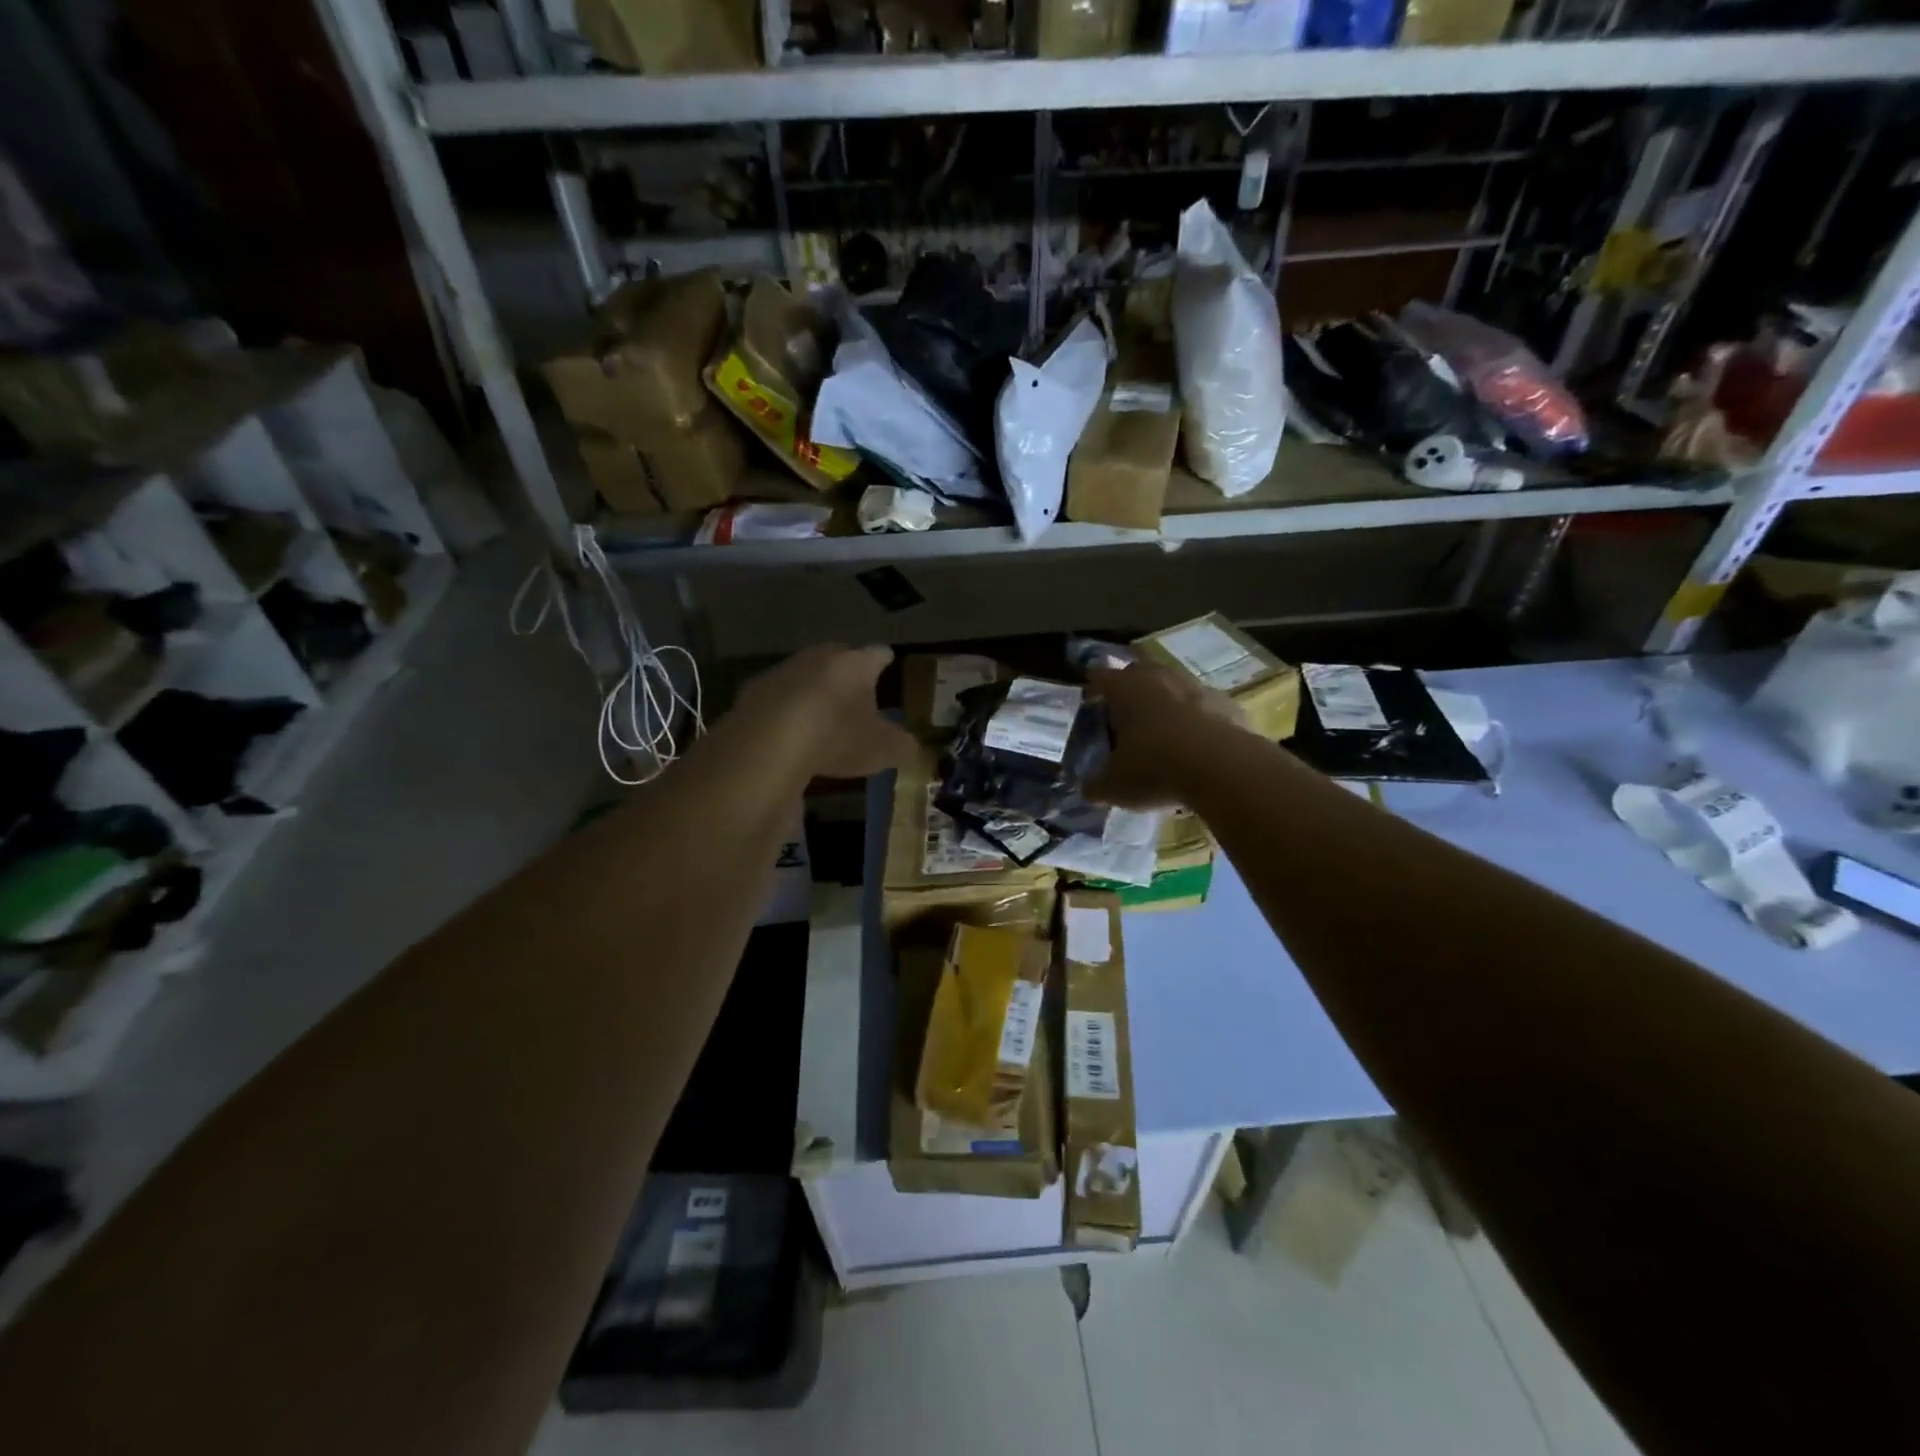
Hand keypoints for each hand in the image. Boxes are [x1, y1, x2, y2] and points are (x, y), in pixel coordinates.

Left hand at [738, 644, 916, 780]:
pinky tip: (788, 733)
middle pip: (837, 657)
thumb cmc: (837, 737)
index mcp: (856, 664)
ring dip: (812, 692)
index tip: (887, 660)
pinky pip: (776, 700)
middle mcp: (818, 658)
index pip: (877, 653)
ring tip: (821, 715)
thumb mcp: (883, 749)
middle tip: (855, 689)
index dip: (884, 659)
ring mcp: (780, 673)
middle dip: (846, 672)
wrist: (767, 744)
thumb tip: (909, 746)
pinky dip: (784, 713)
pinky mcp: (750, 696)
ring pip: (804, 676)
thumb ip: (901, 746)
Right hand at [1086, 661, 1249, 807]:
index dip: (1093, 690)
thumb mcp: (1114, 786)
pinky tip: (1196, 744)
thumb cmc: (1155, 768)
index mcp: (1125, 688)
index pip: (1100, 678)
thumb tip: (1088, 789)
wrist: (1224, 769)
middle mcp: (1159, 678)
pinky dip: (1197, 720)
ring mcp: (1197, 687)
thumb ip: (1096, 785)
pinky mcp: (1228, 704)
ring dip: (1166, 701)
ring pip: (1174, 686)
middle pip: (1139, 672)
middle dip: (1130, 688)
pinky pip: (1204, 707)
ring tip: (1161, 729)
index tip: (1089, 704)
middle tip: (1124, 713)